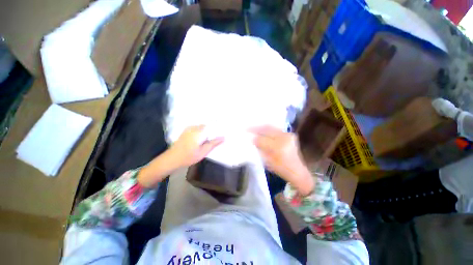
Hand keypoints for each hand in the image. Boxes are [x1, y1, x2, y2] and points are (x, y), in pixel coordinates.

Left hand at [168, 125, 223, 167]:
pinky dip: (202, 131)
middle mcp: (195, 127)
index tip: (223, 132)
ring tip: (210, 139)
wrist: (172, 159)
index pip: (213, 125)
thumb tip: (223, 137)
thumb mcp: (204, 151)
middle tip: (217, 137)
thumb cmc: (189, 156)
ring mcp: (189, 128)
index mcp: (200, 131)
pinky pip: (197, 128)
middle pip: (208, 126)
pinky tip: (202, 138)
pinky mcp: (186, 130)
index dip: (219, 128)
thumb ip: (214, 143)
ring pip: (202, 127)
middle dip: (213, 130)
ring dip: (207, 131)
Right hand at [251, 125, 314, 195]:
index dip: (254, 137)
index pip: (263, 139)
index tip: (246, 135)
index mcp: (279, 147)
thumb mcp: (268, 162)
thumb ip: (260, 149)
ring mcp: (288, 135)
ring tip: (254, 128)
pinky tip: (262, 130)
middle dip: (257, 128)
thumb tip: (253, 140)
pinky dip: (268, 129)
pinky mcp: (290, 134)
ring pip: (272, 127)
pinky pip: (276, 129)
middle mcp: (285, 138)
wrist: (297, 171)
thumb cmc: (282, 169)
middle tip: (248, 128)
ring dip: (262, 127)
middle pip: (268, 129)